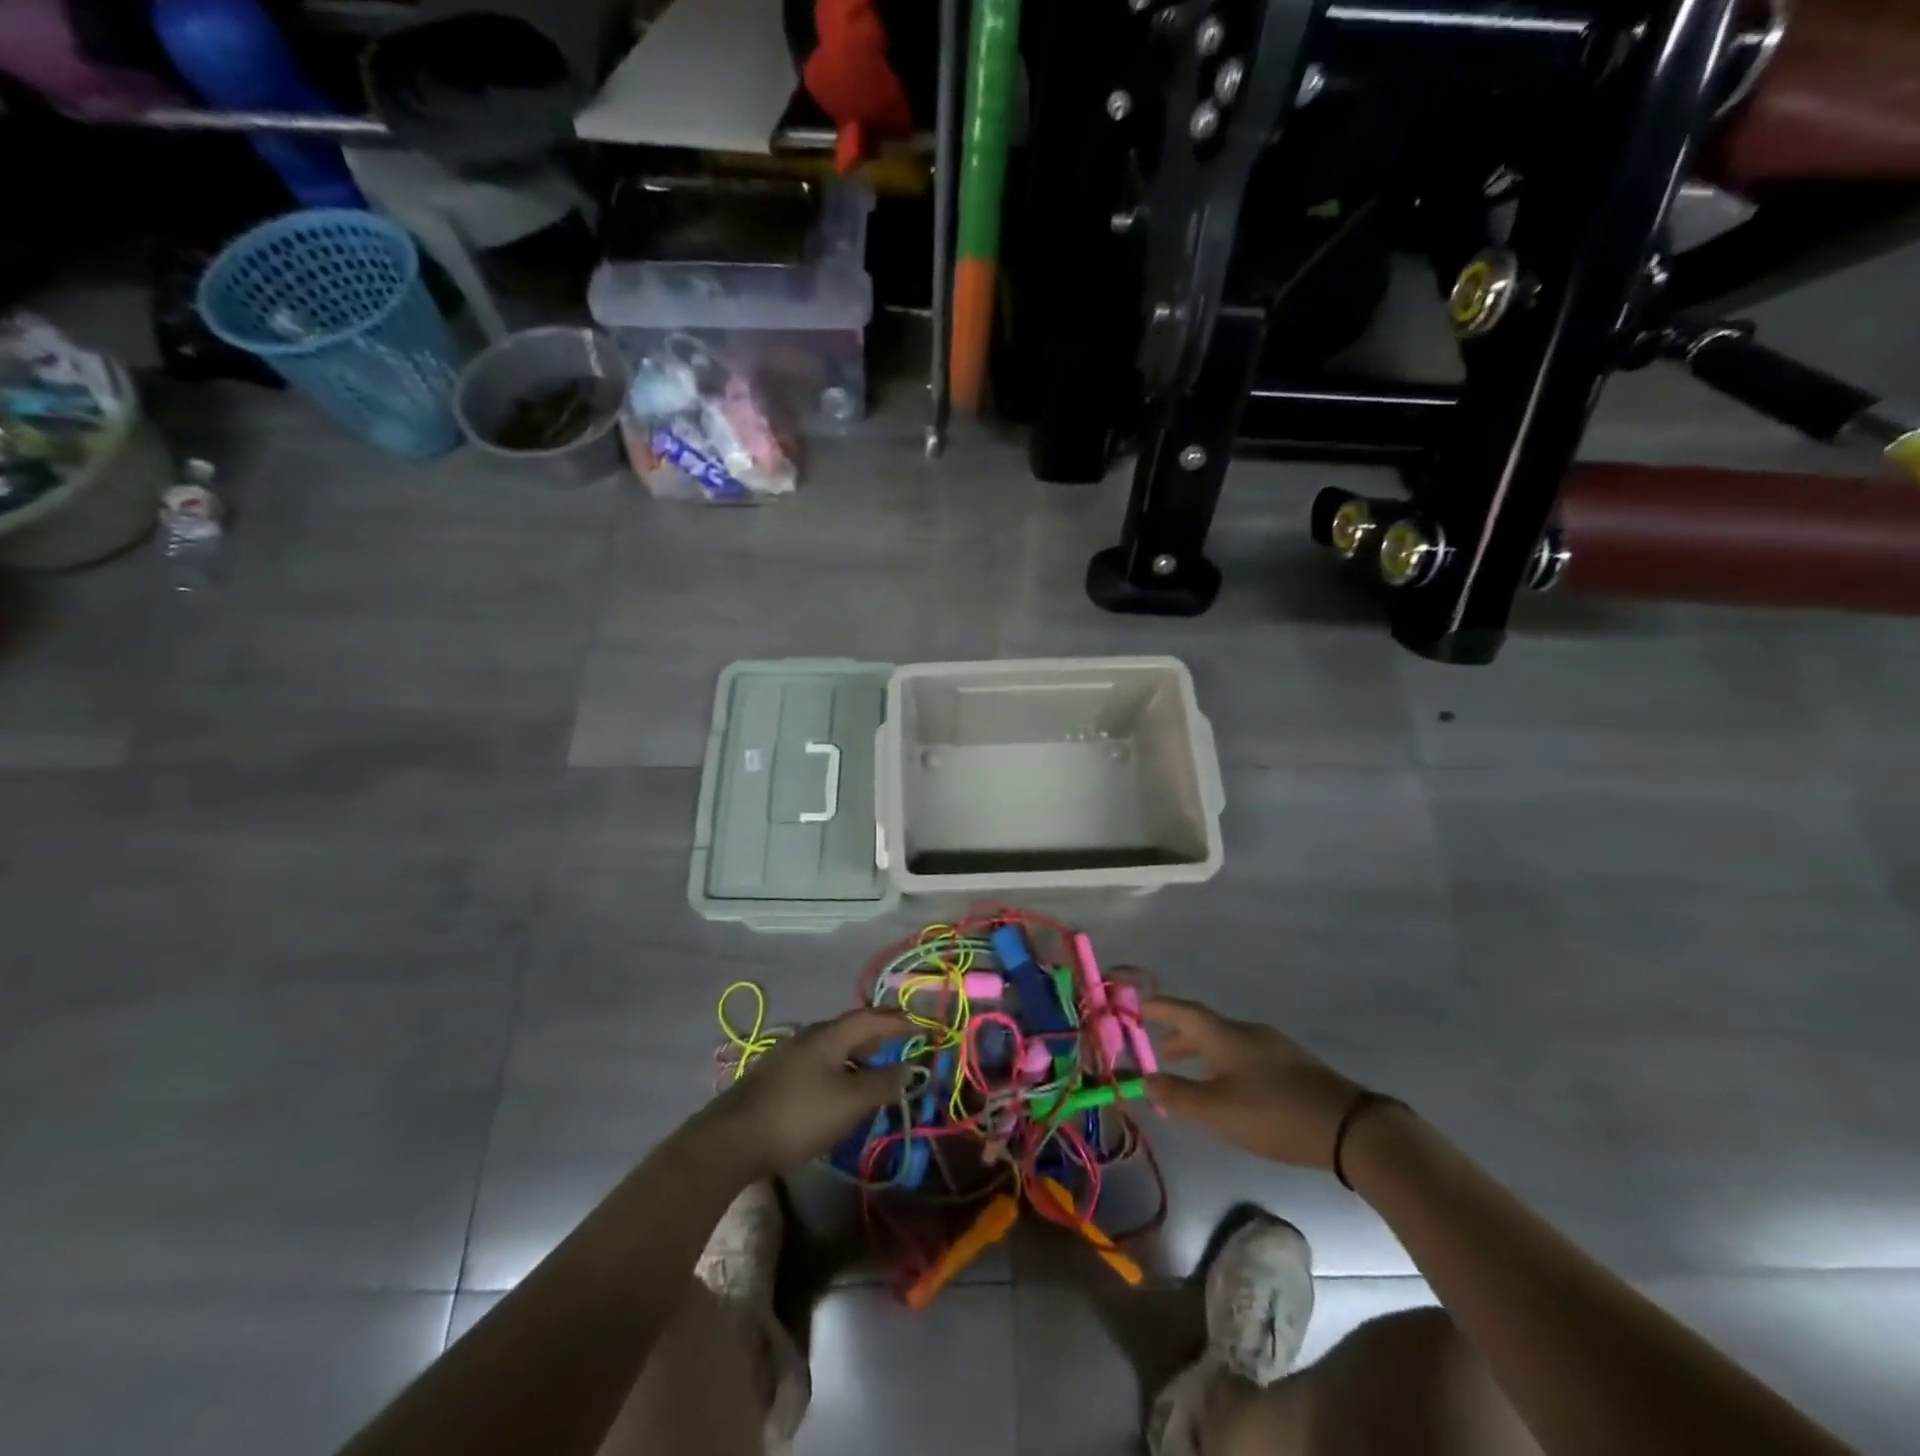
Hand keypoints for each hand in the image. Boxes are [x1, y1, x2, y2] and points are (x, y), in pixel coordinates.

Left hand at [704, 1007, 912, 1174]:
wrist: (732, 1138)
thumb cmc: (799, 1115)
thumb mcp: (850, 1102)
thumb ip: (883, 1083)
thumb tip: (911, 1068)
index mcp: (830, 1034)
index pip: (872, 1018)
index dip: (899, 1021)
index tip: (922, 1026)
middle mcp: (809, 1035)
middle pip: (851, 1027)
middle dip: (879, 1033)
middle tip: (902, 1043)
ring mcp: (789, 1054)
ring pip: (833, 1045)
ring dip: (858, 1052)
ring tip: (875, 1068)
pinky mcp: (776, 1076)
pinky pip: (819, 1061)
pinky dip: (840, 1066)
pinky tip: (840, 1087)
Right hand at [1144, 996, 1368, 1171]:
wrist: (1349, 1128)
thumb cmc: (1274, 1114)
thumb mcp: (1218, 1110)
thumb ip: (1178, 1095)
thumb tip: (1144, 1080)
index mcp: (1226, 1036)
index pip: (1184, 1012)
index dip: (1159, 1008)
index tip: (1138, 1006)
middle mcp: (1248, 1033)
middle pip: (1205, 1027)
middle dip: (1179, 1038)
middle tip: (1159, 1052)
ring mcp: (1274, 1048)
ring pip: (1227, 1043)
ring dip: (1203, 1054)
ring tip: (1190, 1074)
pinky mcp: (1294, 1068)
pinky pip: (1246, 1056)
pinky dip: (1225, 1065)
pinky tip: (1230, 1089)